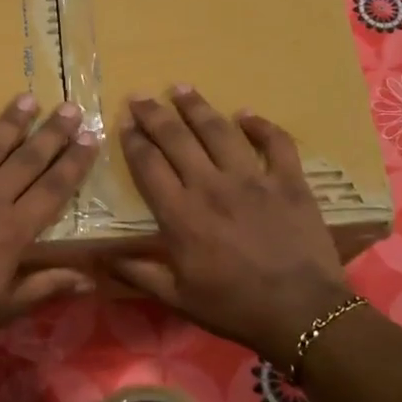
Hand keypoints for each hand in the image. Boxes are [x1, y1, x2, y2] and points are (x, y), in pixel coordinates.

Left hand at [0, 93, 99, 373]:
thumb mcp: (3, 311)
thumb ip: (46, 287)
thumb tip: (90, 277)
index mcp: (11, 232)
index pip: (53, 188)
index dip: (75, 162)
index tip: (91, 138)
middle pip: (26, 160)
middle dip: (52, 133)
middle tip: (70, 108)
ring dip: (10, 122)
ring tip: (28, 99)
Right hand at [110, 87, 354, 368]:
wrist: (301, 313)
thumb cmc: (234, 308)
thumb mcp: (178, 299)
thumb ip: (139, 274)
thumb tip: (101, 260)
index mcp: (181, 215)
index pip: (149, 166)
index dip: (134, 141)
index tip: (125, 123)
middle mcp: (211, 186)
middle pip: (177, 139)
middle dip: (155, 115)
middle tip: (141, 96)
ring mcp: (253, 179)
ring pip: (219, 131)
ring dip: (197, 107)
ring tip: (181, 89)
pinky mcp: (289, 181)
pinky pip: (275, 143)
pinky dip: (260, 126)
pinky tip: (246, 115)